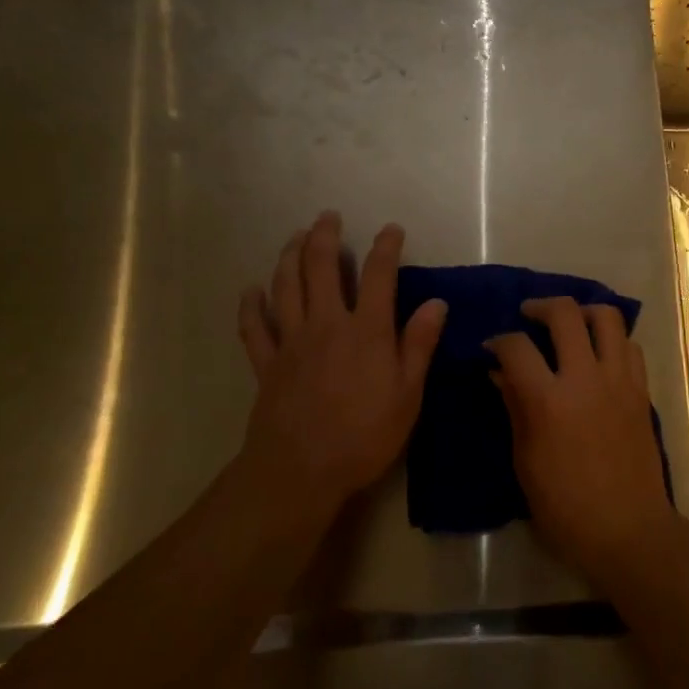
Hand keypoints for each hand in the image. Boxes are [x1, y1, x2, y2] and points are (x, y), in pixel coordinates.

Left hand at [236, 212, 446, 523]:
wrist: (300, 471)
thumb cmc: (364, 435)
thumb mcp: (408, 394)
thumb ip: (419, 344)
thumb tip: (436, 302)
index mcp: (366, 330)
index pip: (379, 274)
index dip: (386, 246)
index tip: (391, 229)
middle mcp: (327, 323)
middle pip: (322, 267)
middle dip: (325, 236)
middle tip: (328, 216)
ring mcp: (292, 341)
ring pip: (286, 286)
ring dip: (289, 256)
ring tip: (295, 237)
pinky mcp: (266, 363)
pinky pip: (254, 327)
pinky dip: (251, 306)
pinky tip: (252, 290)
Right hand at [487, 298, 678, 591]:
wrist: (628, 530)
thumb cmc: (565, 507)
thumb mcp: (525, 461)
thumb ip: (514, 407)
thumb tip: (500, 373)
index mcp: (549, 401)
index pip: (516, 347)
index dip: (498, 340)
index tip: (491, 348)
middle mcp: (586, 378)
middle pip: (565, 313)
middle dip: (540, 306)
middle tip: (528, 315)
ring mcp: (619, 380)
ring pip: (607, 316)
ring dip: (583, 312)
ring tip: (569, 323)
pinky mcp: (641, 390)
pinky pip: (629, 345)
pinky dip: (611, 339)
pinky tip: (598, 354)